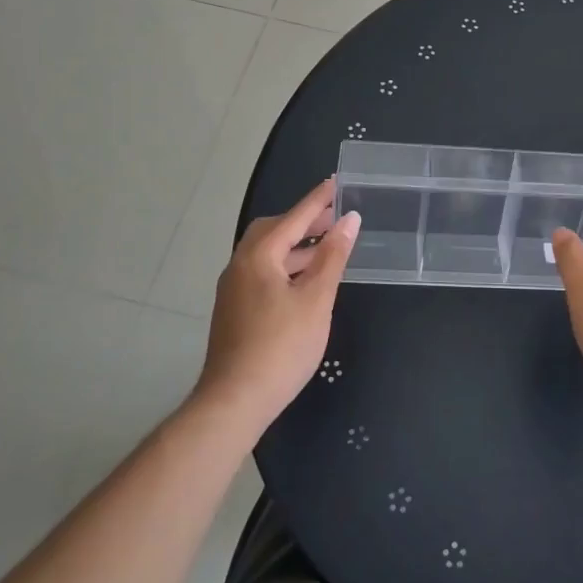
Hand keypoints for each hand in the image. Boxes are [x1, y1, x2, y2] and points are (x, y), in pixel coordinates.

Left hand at [196, 179, 358, 433]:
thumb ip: (333, 256)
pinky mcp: (235, 310)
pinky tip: (306, 281)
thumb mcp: (316, 299)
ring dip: (297, 246)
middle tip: (335, 219)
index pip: (294, 218)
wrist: (235, 401)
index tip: (336, 182)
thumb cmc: (281, 346)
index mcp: (259, 256)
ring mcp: (234, 289)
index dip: (318, 201)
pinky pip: (263, 272)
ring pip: (268, 254)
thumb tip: (348, 220)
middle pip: (274, 231)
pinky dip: (287, 266)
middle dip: (305, 222)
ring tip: (328, 248)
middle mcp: (240, 265)